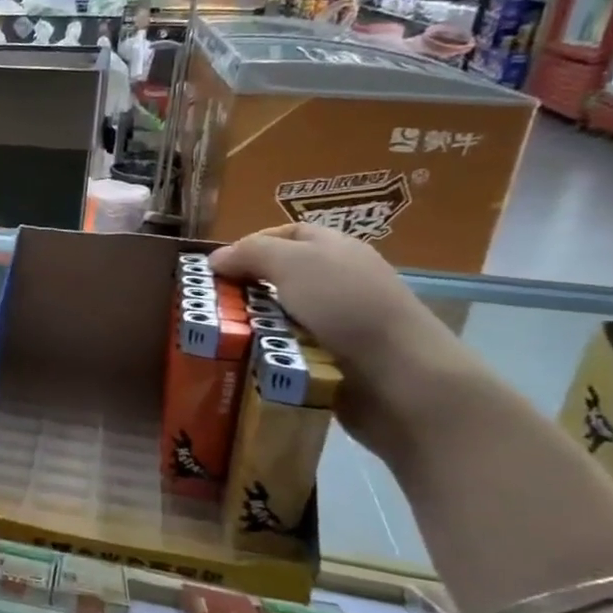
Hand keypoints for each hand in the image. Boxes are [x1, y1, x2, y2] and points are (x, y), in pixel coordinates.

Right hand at [208, 224, 482, 447]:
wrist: (400, 378)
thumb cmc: (347, 307)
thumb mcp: (294, 263)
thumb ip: (251, 253)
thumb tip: (215, 259)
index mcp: (335, 249)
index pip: (286, 234)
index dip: (250, 245)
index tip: (217, 268)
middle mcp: (337, 281)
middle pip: (278, 277)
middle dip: (244, 290)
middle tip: (211, 306)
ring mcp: (337, 323)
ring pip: (278, 317)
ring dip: (252, 326)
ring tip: (221, 338)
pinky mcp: (333, 359)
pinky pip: (287, 351)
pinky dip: (267, 354)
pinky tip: (248, 361)